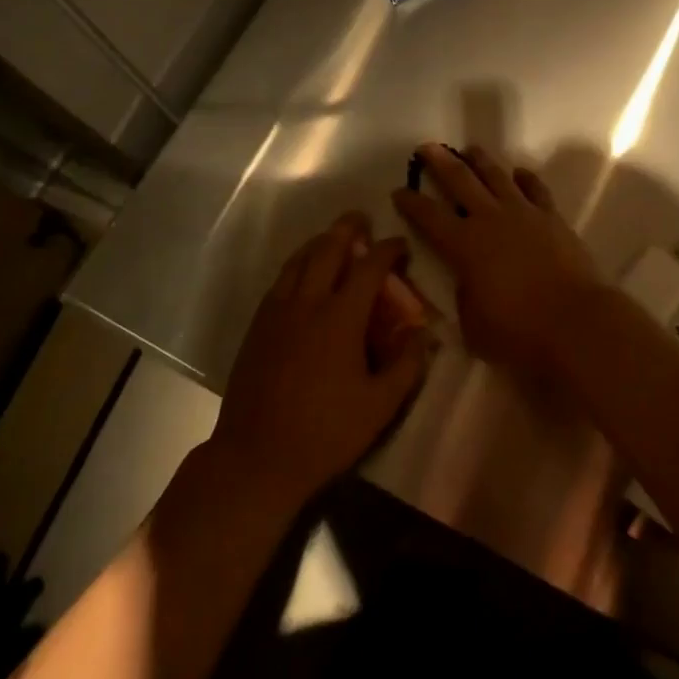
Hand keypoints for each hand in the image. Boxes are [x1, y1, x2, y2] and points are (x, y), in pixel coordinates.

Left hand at [211, 214, 430, 503]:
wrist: (256, 458)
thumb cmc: (325, 433)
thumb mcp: (379, 406)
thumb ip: (407, 365)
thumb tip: (423, 334)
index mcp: (340, 318)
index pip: (369, 268)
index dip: (388, 250)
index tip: (400, 245)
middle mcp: (306, 303)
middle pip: (327, 250)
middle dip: (347, 230)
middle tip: (362, 220)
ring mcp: (277, 312)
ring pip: (298, 260)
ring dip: (319, 242)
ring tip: (333, 238)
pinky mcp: (257, 326)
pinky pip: (281, 280)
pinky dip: (298, 265)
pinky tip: (303, 274)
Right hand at [392, 144, 604, 381]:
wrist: (576, 322)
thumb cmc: (519, 332)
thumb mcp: (474, 326)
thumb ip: (465, 298)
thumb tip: (468, 282)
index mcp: (464, 246)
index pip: (428, 216)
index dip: (410, 202)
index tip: (398, 191)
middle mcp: (490, 219)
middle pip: (460, 181)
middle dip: (440, 162)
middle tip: (427, 147)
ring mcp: (524, 214)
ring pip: (497, 176)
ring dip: (481, 161)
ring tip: (470, 149)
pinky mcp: (552, 218)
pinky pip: (535, 189)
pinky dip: (525, 179)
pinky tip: (519, 173)